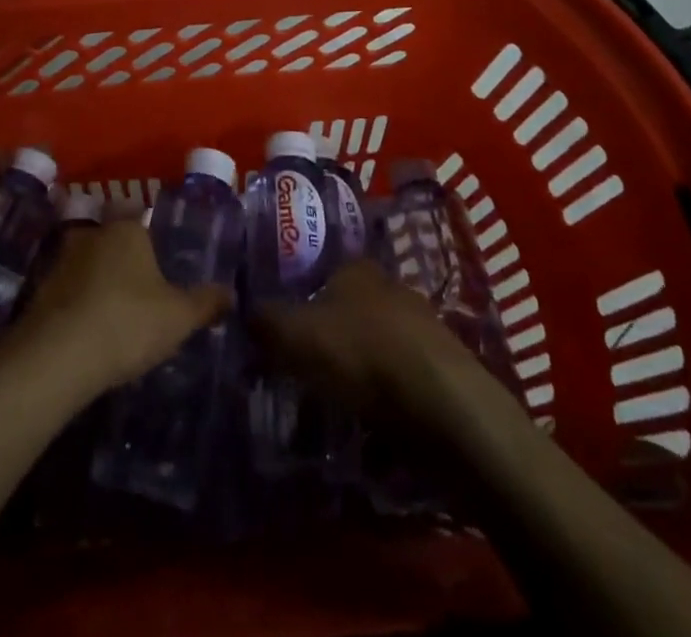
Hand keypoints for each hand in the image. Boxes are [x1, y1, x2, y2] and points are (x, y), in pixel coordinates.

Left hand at [14, 221, 231, 399]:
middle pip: (114, 242)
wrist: (57, 356)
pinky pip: (68, 291)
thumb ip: (206, 303)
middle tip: (142, 294)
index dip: (154, 246)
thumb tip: (231, 293)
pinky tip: (89, 332)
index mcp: (126, 229)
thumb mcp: (178, 317)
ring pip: (88, 265)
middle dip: (125, 263)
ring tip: (116, 316)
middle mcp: (91, 233)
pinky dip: (78, 305)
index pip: (143, 222)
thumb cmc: (127, 322)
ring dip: (98, 284)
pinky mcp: (39, 289)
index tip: (162, 270)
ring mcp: (60, 259)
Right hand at [251, 260, 478, 419]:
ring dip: (360, 368)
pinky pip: (403, 378)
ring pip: (378, 343)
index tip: (286, 332)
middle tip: (306, 369)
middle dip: (331, 336)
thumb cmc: (363, 355)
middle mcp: (392, 287)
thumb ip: (265, 322)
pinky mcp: (445, 370)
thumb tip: (244, 313)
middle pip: (351, 308)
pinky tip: (374, 421)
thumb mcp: (294, 335)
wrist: (446, 407)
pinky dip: (387, 395)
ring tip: (337, 401)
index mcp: (357, 269)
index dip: (302, 300)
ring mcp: (424, 328)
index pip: (323, 273)